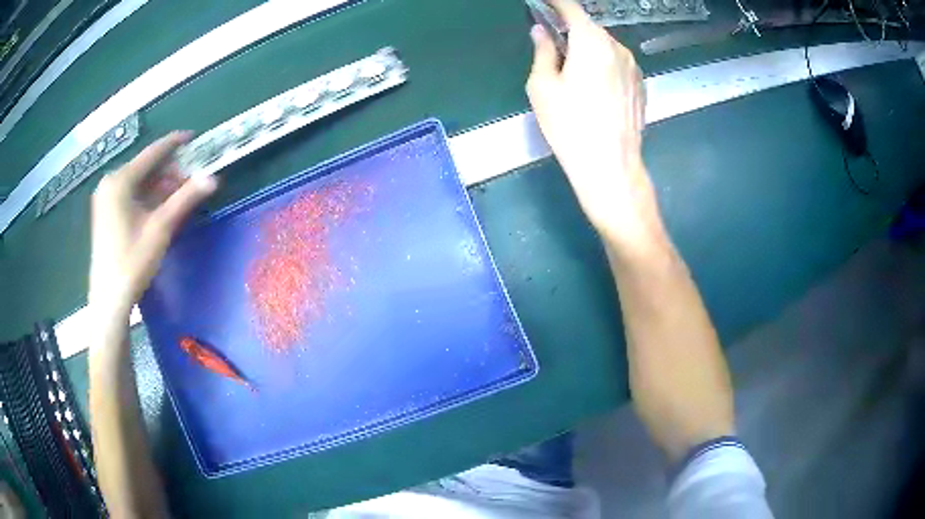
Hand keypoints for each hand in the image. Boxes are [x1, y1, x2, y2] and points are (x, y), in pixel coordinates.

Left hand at [89, 132, 217, 317]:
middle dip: (169, 172)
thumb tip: (213, 178)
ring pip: (139, 182)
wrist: (109, 299)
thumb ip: (185, 199)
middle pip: (145, 168)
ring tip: (179, 196)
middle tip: (190, 181)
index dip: (174, 143)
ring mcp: (106, 198)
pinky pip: (130, 195)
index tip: (193, 137)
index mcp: (120, 181)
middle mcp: (110, 183)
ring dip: (159, 186)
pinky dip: (147, 197)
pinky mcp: (106, 213)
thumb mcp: (160, 228)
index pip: (152, 153)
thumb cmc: (132, 261)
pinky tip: (161, 207)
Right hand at [526, 0, 662, 250]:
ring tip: (574, 76)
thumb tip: (541, 31)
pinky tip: (595, 90)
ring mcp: (634, 67)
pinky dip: (604, 66)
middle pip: (590, 29)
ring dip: (588, 50)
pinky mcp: (641, 85)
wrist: (611, 165)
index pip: (571, 8)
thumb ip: (542, 51)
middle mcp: (617, 47)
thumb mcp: (542, 86)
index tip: (545, 2)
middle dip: (570, 31)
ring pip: (605, 47)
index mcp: (590, 41)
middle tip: (553, 47)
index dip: (555, 2)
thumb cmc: (570, 125)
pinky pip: (618, 64)